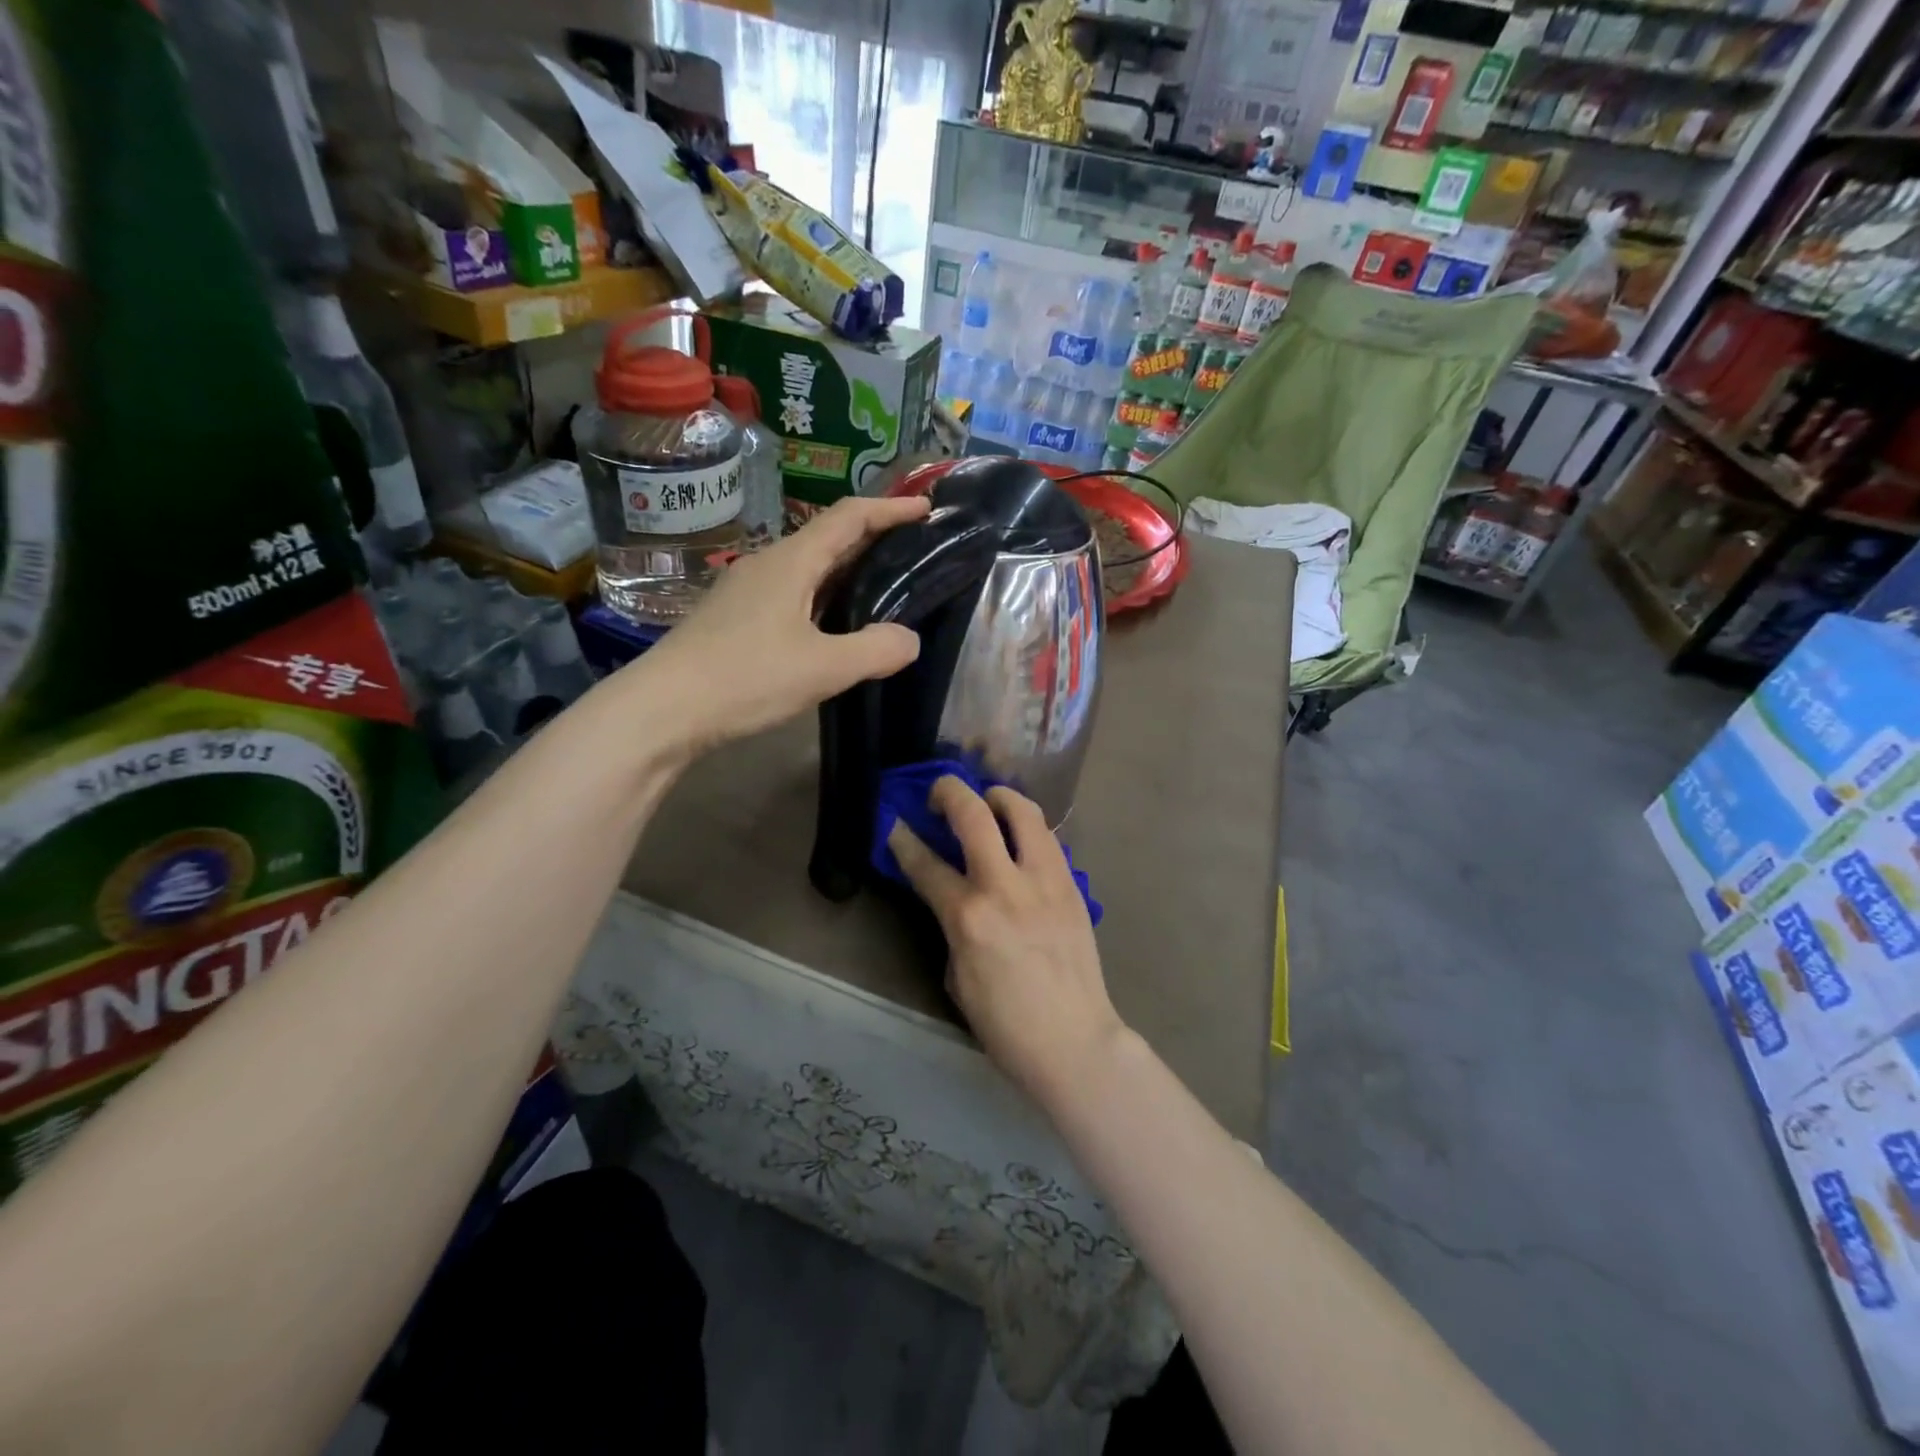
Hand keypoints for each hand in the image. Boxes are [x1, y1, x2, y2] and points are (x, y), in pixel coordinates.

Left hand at [635, 494, 931, 754]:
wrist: (663, 709)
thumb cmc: (745, 678)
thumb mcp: (823, 668)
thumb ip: (875, 650)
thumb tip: (909, 639)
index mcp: (791, 562)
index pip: (849, 518)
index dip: (890, 508)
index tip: (925, 508)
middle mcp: (767, 565)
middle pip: (828, 537)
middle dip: (873, 536)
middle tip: (913, 548)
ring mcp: (747, 590)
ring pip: (808, 567)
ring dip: (847, 568)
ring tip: (883, 585)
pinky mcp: (736, 617)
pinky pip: (792, 592)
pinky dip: (824, 595)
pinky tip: (834, 623)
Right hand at [888, 775, 1126, 1111]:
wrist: (1075, 1041)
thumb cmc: (1005, 1024)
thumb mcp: (957, 977)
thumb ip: (952, 926)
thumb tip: (954, 897)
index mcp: (968, 917)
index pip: (926, 863)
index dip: (904, 839)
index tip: (895, 824)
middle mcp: (1006, 886)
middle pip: (974, 814)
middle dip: (948, 792)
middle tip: (938, 795)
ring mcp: (1045, 880)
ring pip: (1023, 810)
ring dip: (998, 797)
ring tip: (987, 803)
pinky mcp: (1072, 884)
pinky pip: (1047, 838)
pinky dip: (1027, 827)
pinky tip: (1019, 839)